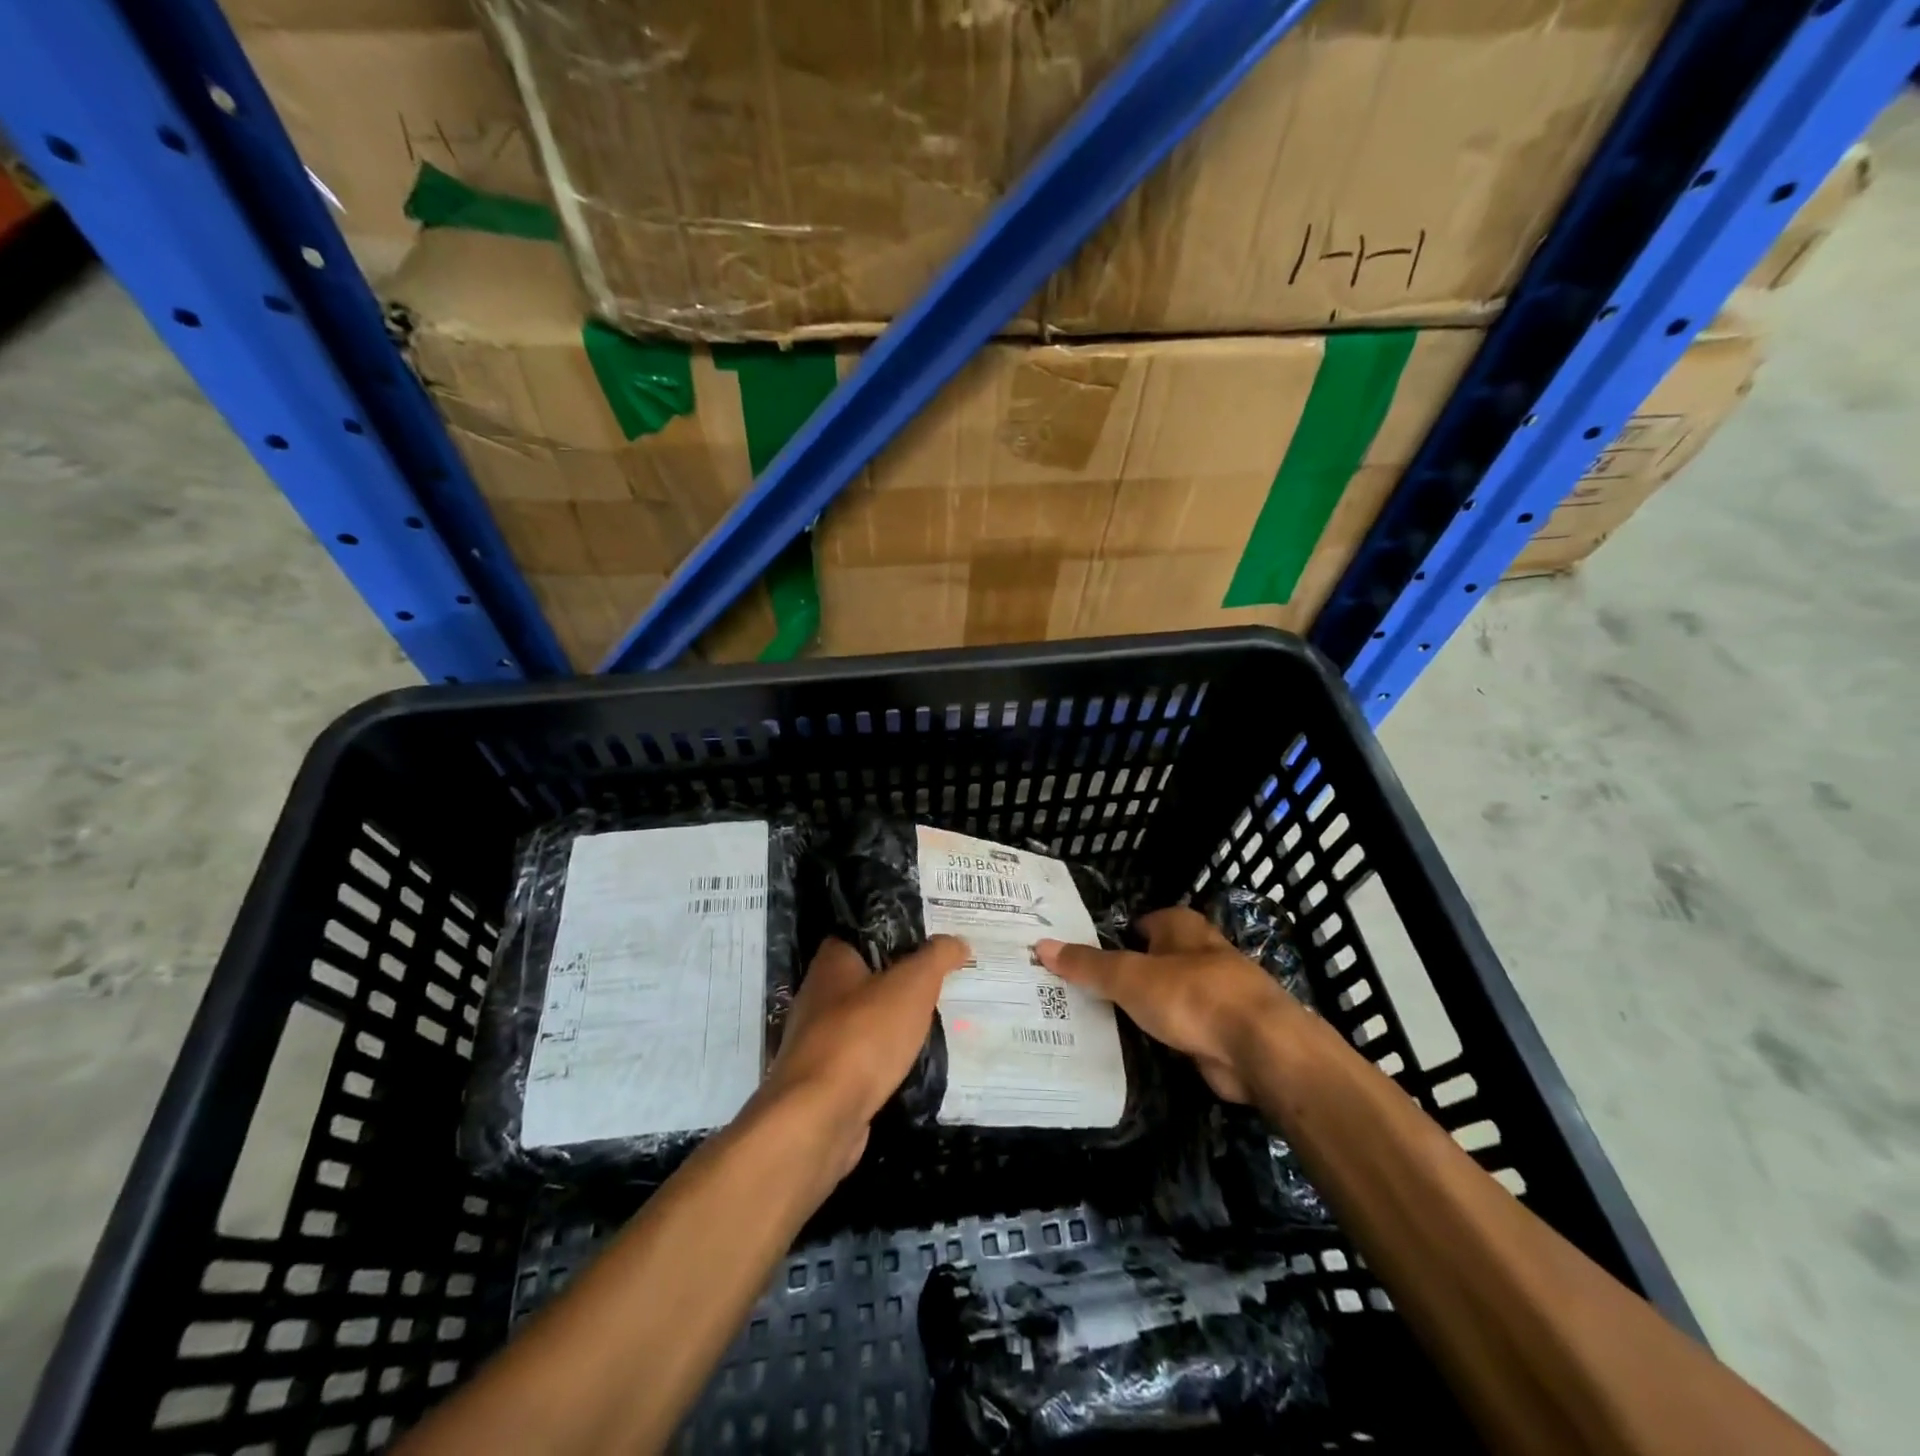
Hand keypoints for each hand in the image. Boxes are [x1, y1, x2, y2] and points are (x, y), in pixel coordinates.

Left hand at [757, 935, 968, 1176]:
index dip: (898, 933)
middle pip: (866, 977)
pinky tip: (910, 1063)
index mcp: (832, 961)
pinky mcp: (823, 1079)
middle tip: (941, 982)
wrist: (819, 1117)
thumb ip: (936, 957)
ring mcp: (816, 1040)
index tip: (933, 942)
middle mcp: (817, 994)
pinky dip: (884, 1058)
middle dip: (901, 981)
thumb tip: (957, 942)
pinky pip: (861, 1057)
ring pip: (865, 1020)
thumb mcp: (912, 985)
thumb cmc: (864, 1036)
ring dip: (893, 1022)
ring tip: (934, 1022)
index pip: (864, 932)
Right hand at [1037, 907, 1294, 1103]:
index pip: (1139, 923)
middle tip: (1077, 991)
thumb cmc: (1192, 996)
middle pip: (1151, 960)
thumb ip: (1087, 964)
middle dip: (1122, 975)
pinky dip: (1159, 1037)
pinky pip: (1178, 1030)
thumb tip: (1041, 946)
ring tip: (1094, 1022)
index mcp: (1181, 927)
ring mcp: (1213, 995)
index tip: (1079, 956)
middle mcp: (1199, 954)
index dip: (1111, 936)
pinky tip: (1130, 1050)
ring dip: (1141, 1009)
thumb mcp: (1129, 976)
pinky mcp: (1220, 1033)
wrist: (1260, 1051)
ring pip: (1165, 997)